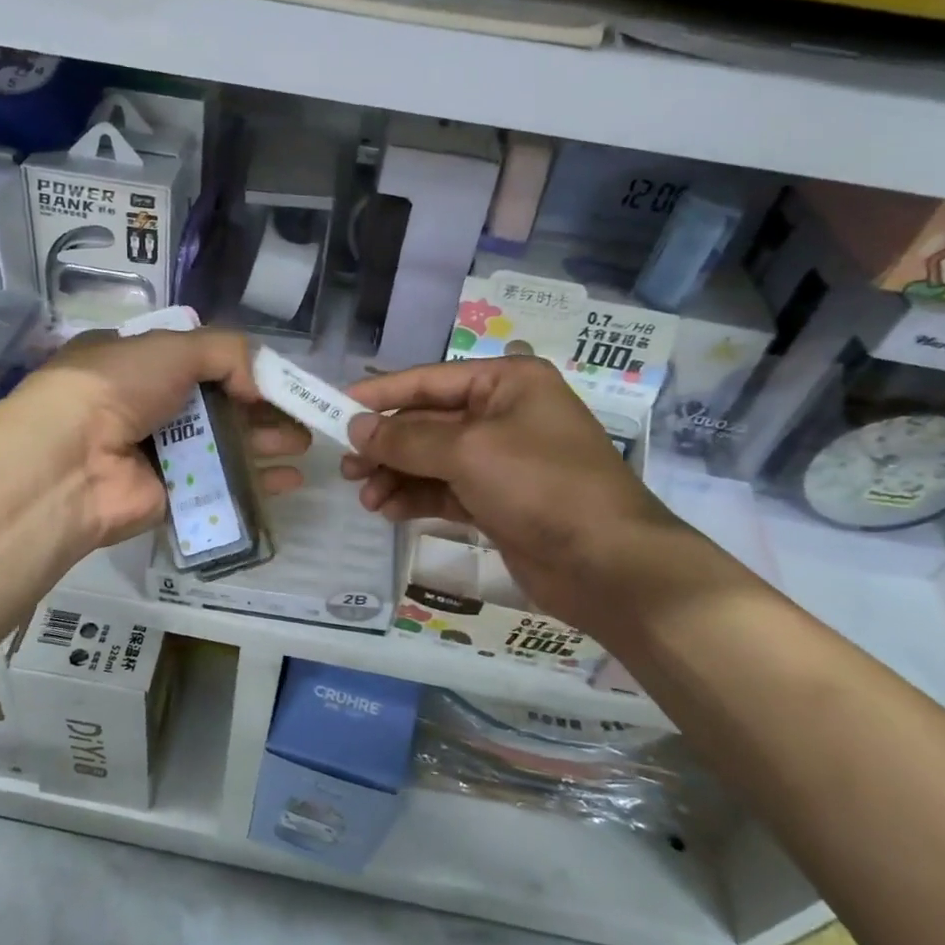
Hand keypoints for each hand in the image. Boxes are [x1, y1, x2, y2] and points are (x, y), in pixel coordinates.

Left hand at [10, 328, 308, 547]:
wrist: (72, 460)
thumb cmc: (118, 387)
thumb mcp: (173, 347)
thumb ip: (227, 353)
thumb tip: (258, 386)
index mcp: (138, 364)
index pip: (198, 363)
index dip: (240, 369)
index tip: (278, 379)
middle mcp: (148, 407)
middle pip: (218, 407)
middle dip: (262, 410)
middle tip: (303, 415)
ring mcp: (159, 454)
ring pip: (224, 446)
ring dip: (265, 443)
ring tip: (305, 444)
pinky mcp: (172, 496)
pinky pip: (222, 486)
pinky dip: (256, 483)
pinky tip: (291, 481)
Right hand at [341, 356, 688, 630]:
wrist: (607, 564)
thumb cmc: (541, 486)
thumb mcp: (468, 452)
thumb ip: (407, 439)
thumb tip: (357, 427)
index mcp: (507, 383)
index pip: (429, 380)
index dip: (381, 394)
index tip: (336, 407)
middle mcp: (505, 414)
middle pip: (428, 423)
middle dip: (387, 445)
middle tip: (346, 468)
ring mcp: (503, 461)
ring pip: (433, 460)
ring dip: (397, 476)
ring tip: (366, 497)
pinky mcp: (499, 501)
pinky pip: (446, 490)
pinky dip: (417, 498)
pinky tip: (388, 512)